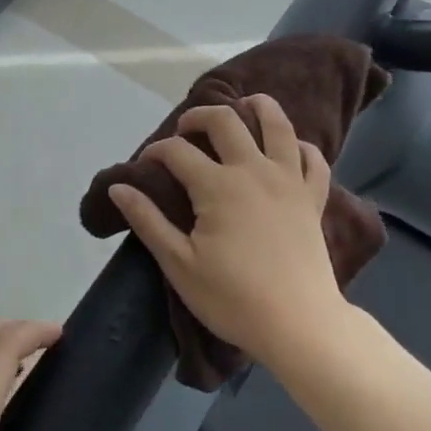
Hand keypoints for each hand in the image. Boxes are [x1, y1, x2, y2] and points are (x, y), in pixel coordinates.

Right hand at [107, 95, 343, 365]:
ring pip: (278, 125)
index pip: (178, 151)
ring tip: (244, 106)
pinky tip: (289, 149)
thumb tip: (118, 187)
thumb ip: (147, 221)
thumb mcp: (179, 264)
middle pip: (226, 121)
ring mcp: (289, 180)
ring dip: (258, 107)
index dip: (156, 151)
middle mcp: (254, 170)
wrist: (298, 324)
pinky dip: (300, 147)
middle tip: (187, 129)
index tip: (145, 164)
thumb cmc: (233, 298)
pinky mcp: (313, 197)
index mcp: (218, 185)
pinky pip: (313, 159)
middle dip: (200, 116)